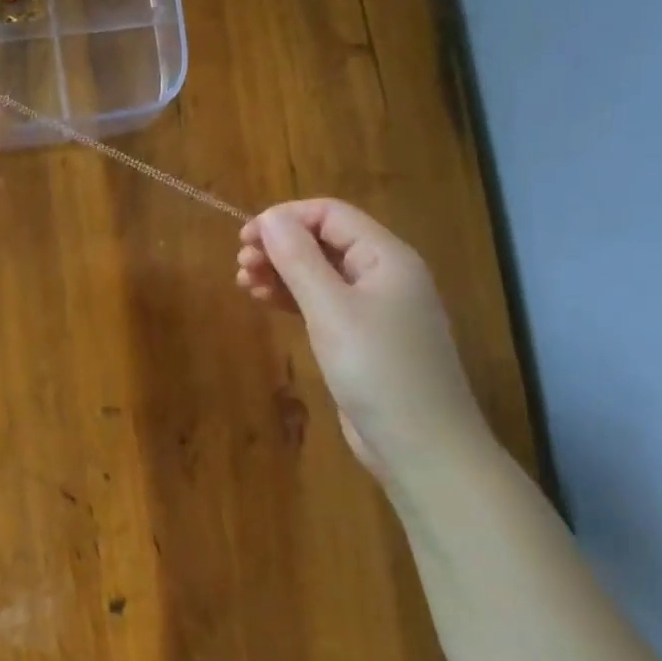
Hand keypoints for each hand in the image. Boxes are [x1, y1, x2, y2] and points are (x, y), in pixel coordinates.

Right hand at [238, 199, 490, 480]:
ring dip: (281, 272)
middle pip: (324, 242)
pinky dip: (293, 298)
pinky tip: (266, 301)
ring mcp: (374, 309)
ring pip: (320, 273)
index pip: (331, 214)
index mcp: (386, 257)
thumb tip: (270, 217)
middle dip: (280, 246)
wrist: (421, 446)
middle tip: (240, 264)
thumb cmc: (377, 369)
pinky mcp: (362, 339)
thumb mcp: (331, 309)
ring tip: (244, 282)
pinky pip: (323, 303)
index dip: (286, 218)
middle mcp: (383, 275)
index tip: (244, 238)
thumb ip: (298, 259)